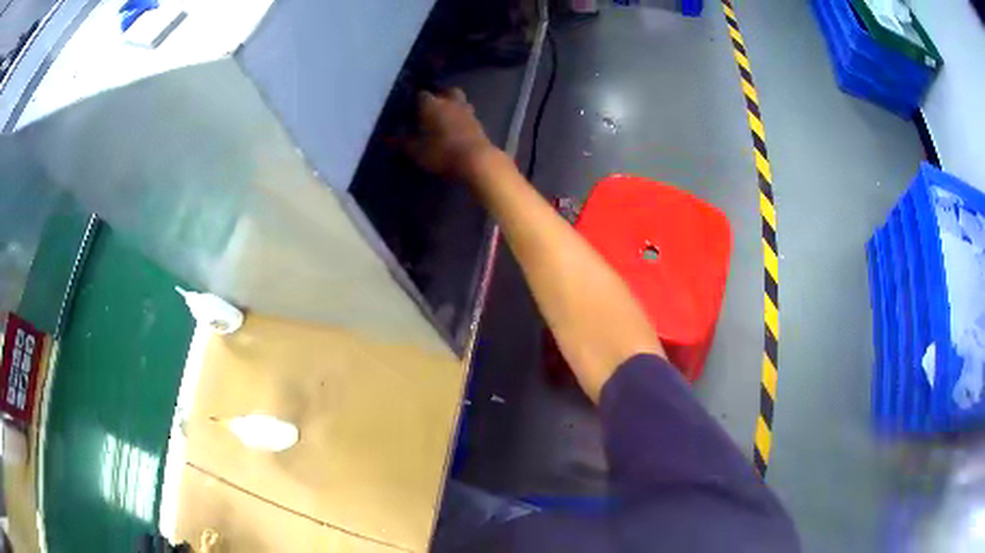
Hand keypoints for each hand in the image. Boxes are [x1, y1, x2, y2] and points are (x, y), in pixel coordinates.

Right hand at [406, 88, 496, 180]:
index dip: (414, 100)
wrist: (476, 161)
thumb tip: (388, 137)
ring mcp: (467, 112)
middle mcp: (450, 102)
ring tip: (445, 117)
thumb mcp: (415, 151)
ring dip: (453, 106)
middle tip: (431, 108)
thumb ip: (402, 142)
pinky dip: (462, 119)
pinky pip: (468, 115)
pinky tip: (457, 128)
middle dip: (439, 96)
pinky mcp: (479, 124)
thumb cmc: (441, 152)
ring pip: (460, 101)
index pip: (420, 94)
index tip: (410, 108)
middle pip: (446, 91)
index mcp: (431, 104)